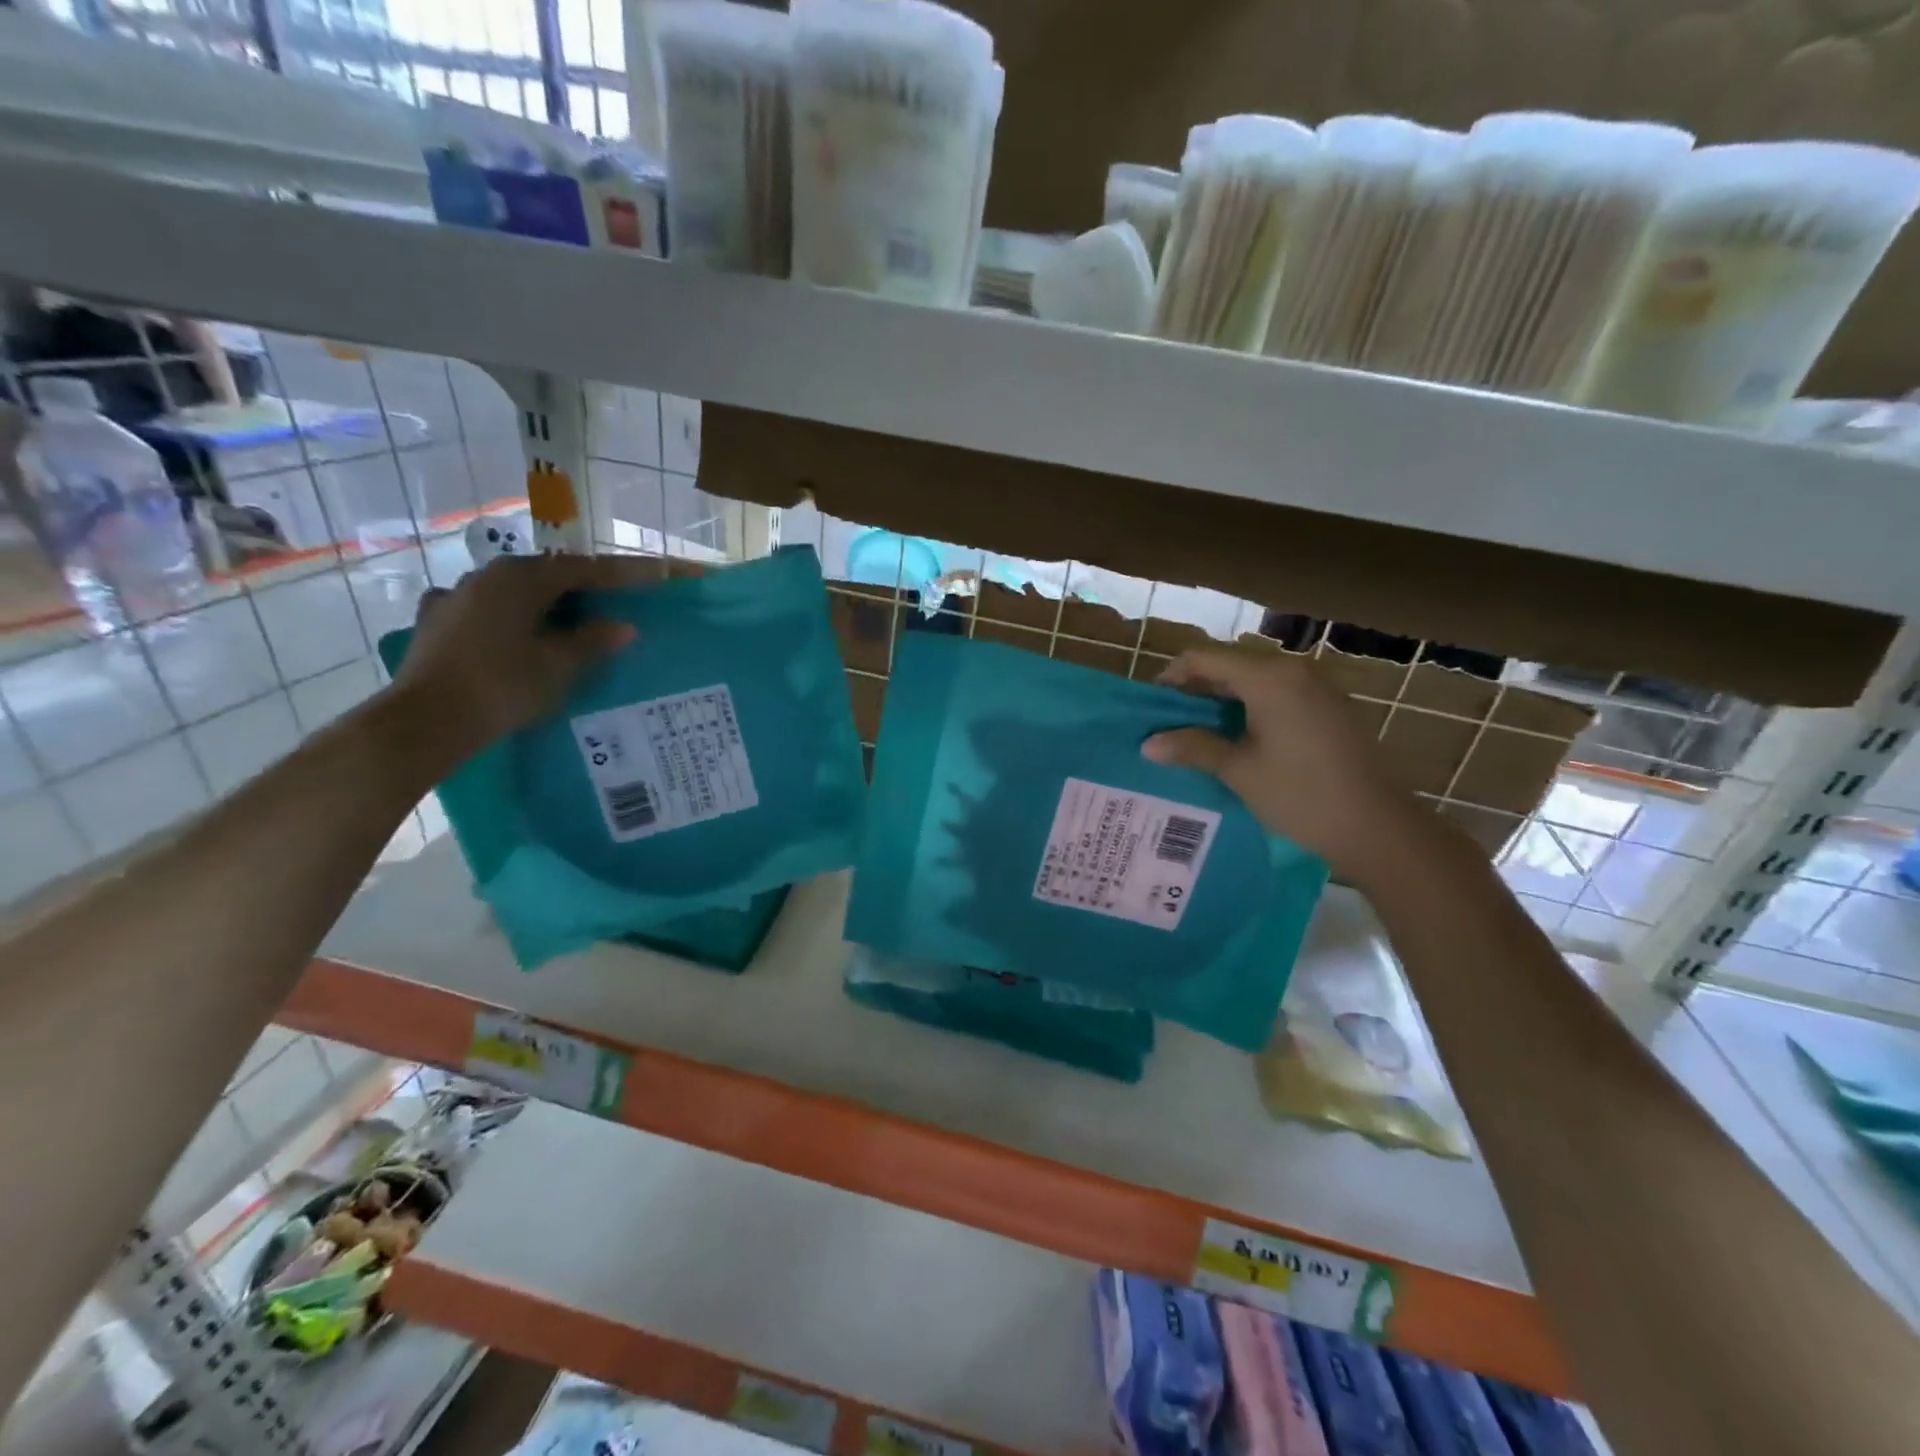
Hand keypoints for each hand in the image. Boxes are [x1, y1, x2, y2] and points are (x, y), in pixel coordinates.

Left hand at [390, 552, 655, 768]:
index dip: (620, 574)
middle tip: (614, 601)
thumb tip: (623, 626)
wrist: (428, 720)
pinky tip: (515, 634)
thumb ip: (593, 641)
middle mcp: (485, 576)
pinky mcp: (437, 623)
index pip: (582, 568)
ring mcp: (455, 597)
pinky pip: (487, 611)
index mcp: (520, 578)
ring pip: (514, 592)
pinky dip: (511, 618)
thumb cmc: (503, 685)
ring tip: (569, 621)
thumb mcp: (558, 665)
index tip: (652, 575)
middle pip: (546, 575)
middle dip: (582, 587)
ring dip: (545, 602)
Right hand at [1141, 645, 1429, 883]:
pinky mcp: (1329, 705)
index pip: (1204, 657)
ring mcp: (1317, 686)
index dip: (1172, 676)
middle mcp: (1294, 669)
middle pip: (1230, 663)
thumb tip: (1148, 743)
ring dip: (1223, 697)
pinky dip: (1250, 705)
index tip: (1153, 706)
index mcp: (1269, 678)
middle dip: (1196, 687)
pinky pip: (1278, 692)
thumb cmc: (1301, 795)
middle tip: (1172, 722)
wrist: (1378, 827)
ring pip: (1254, 677)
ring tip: (1200, 731)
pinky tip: (1240, 737)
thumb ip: (1193, 747)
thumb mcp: (1240, 771)